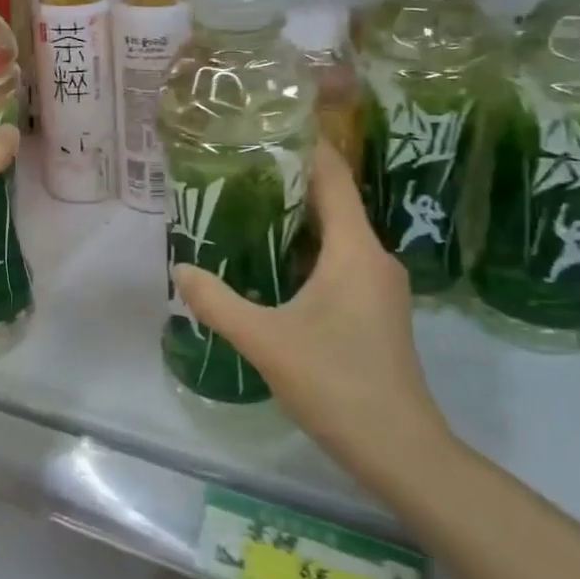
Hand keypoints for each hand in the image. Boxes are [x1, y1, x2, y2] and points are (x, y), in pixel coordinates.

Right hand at [172, 142, 454, 493]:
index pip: (333, 179)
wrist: (399, 449)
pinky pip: (339, 264)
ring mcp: (379, 287)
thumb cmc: (336, 382)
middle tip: (239, 171)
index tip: (267, 128)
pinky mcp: (376, 312)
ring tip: (247, 211)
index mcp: (355, 251)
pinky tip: (272, 265)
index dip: (305, 148)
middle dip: (289, 184)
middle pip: (333, 204)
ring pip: (336, 237)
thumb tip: (180, 269)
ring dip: (296, 221)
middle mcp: (373, 259)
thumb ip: (217, 302)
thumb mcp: (265, 339)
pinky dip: (307, 253)